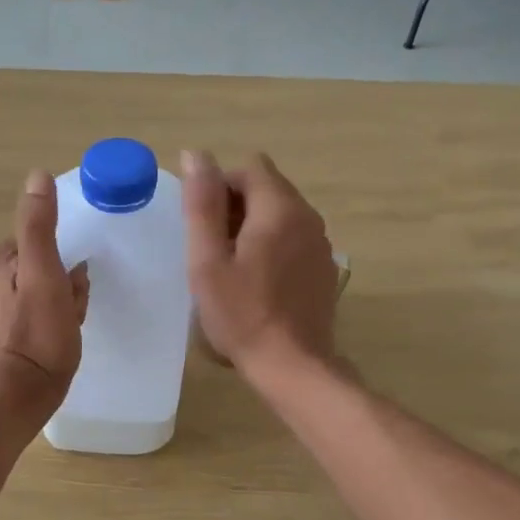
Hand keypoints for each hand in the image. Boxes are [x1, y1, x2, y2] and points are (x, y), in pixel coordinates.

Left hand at [0, 170, 89, 415]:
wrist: (17, 399)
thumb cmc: (37, 336)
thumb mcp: (44, 274)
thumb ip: (39, 225)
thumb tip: (37, 176)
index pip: (44, 243)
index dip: (66, 266)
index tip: (71, 291)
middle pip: (43, 265)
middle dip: (64, 286)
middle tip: (68, 313)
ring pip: (43, 289)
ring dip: (62, 304)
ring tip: (65, 329)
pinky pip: (35, 311)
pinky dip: (51, 321)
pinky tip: (56, 340)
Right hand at [181, 149, 339, 381]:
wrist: (293, 365)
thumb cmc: (242, 314)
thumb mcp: (208, 261)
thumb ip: (201, 204)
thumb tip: (196, 154)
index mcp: (279, 209)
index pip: (249, 167)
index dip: (220, 187)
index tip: (204, 226)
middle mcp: (308, 216)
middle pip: (267, 188)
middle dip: (235, 207)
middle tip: (213, 249)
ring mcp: (321, 242)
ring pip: (281, 213)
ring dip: (253, 227)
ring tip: (232, 267)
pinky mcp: (323, 266)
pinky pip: (294, 238)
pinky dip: (273, 245)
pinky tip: (258, 282)